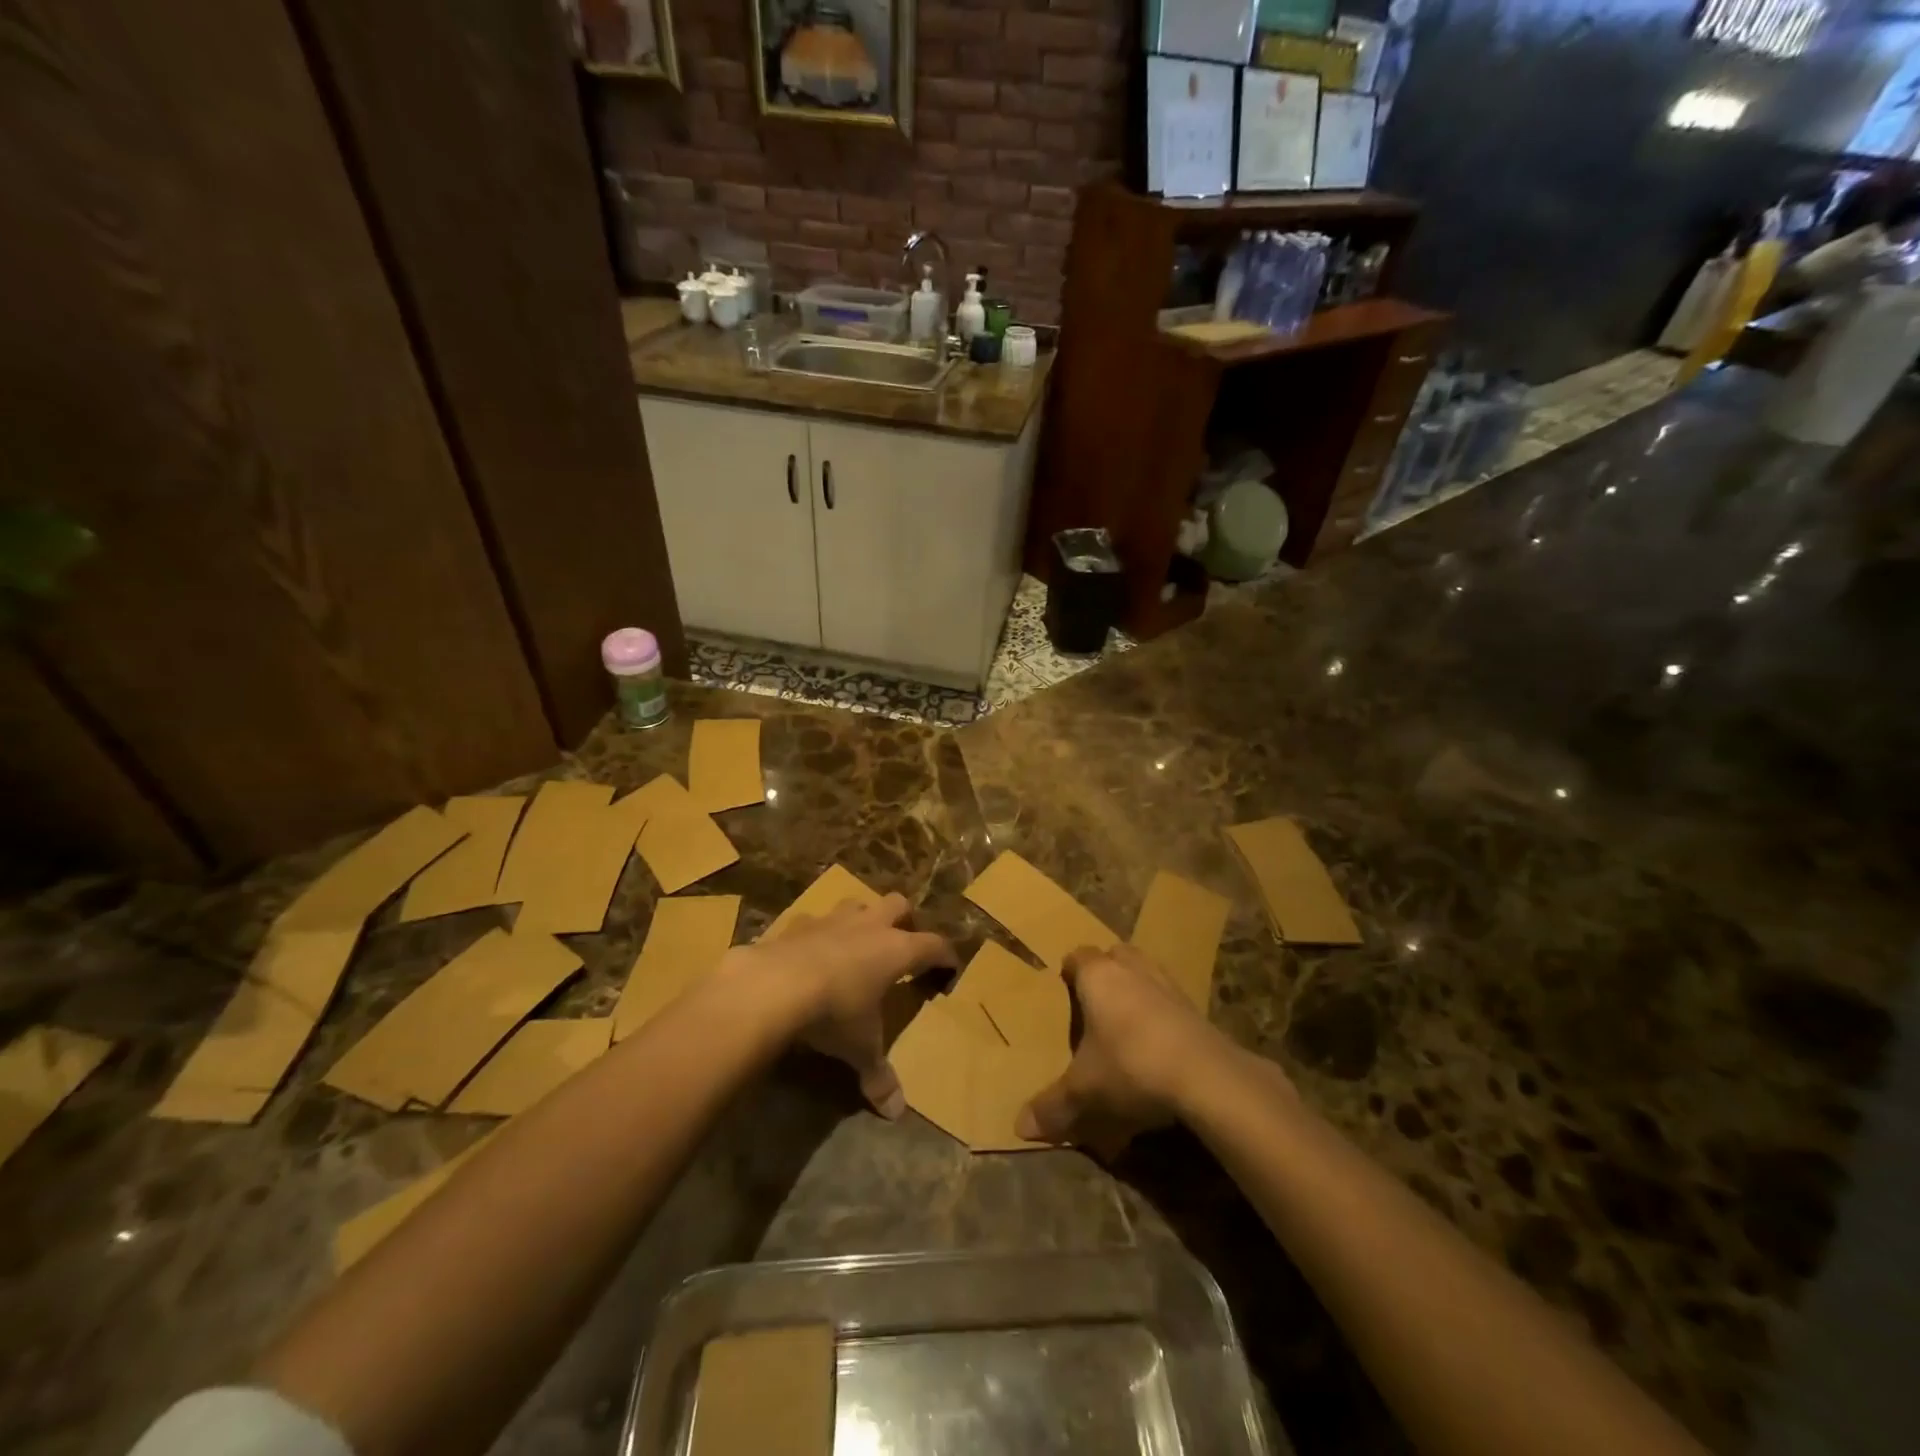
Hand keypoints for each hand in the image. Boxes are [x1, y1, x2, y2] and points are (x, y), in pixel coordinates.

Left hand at [734, 893, 955, 1117]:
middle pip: (898, 905)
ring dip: (861, 919)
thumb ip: (878, 1075)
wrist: (773, 986)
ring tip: (857, 943)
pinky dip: (817, 934)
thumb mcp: (860, 1048)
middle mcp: (869, 926)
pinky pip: (814, 920)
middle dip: (904, 920)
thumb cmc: (833, 1012)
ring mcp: (832, 919)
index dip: (945, 955)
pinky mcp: (797, 923)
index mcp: (896, 950)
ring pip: (857, 903)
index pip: (934, 944)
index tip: (950, 967)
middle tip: (902, 944)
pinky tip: (810, 953)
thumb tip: (895, 1112)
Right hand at [1015, 943, 1255, 1147]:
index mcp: (1098, 976)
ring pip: (1146, 974)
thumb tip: (1020, 1127)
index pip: (1078, 956)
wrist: (1206, 1076)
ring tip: (1126, 1025)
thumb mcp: (1084, 1092)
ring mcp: (1169, 985)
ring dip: (1137, 991)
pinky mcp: (1197, 1008)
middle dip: (1106, 973)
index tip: (1063, 989)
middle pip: (1115, 956)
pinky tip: (1158, 1047)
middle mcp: (1133, 969)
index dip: (1069, 970)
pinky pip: (1170, 1001)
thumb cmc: (1130, 1066)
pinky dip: (1162, 1016)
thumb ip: (1052, 1106)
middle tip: (1094, 1004)